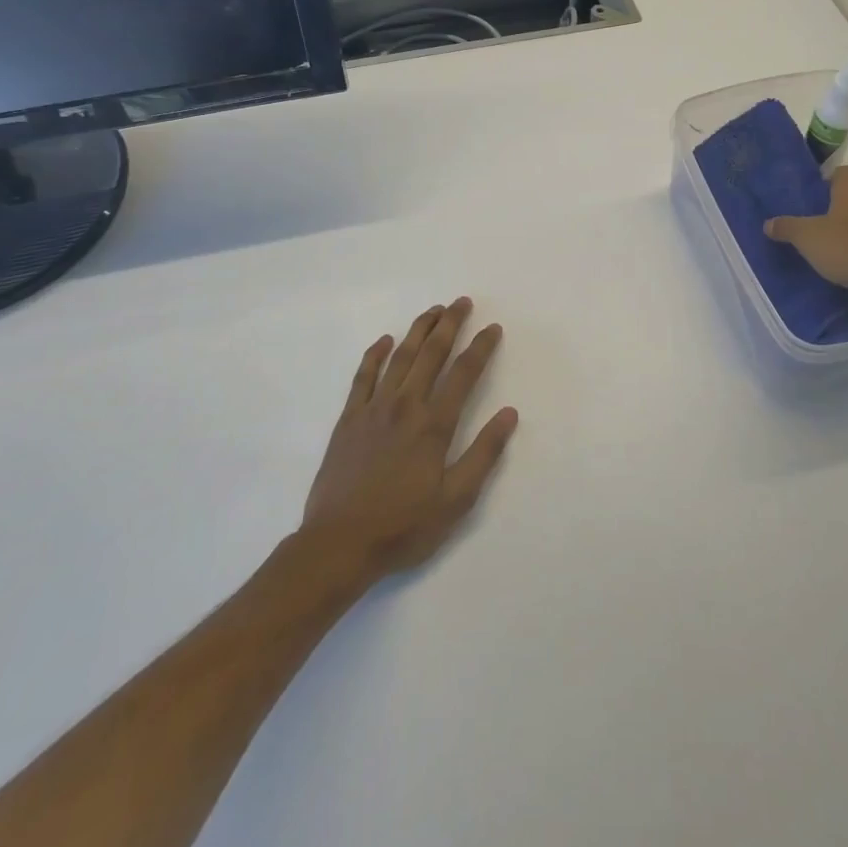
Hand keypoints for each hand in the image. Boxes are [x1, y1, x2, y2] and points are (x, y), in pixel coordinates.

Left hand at [301, 298, 518, 583]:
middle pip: (431, 354)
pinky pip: (363, 376)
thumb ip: (484, 454)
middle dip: (449, 324)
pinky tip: (385, 340)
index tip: (493, 328)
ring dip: (418, 330)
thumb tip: (509, 414)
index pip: (463, 373)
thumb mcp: (456, 500)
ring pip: (400, 357)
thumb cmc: (403, 526)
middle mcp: (405, 406)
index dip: (480, 347)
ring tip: (433, 310)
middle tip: (462, 302)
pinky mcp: (348, 419)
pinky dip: (375, 354)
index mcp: (434, 425)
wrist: (338, 544)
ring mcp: (373, 409)